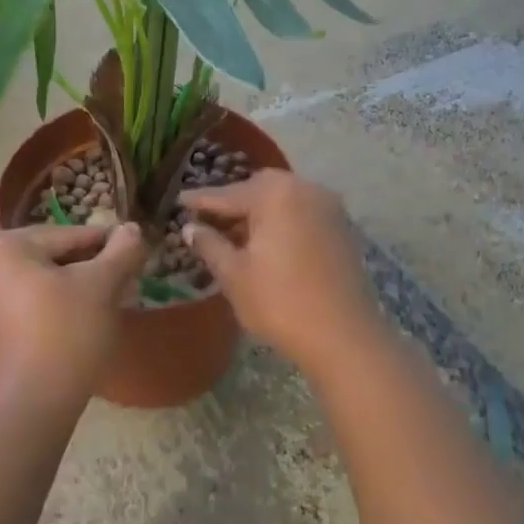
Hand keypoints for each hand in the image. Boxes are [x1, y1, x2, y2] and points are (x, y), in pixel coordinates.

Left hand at [0, 222, 146, 411]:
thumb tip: (132, 228)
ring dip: (71, 291)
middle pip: (49, 258)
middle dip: (88, 271)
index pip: (67, 235)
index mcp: (1, 246)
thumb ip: (122, 250)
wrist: (29, 407)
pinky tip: (76, 328)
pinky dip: (50, 312)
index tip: (134, 257)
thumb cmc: (66, 334)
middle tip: (123, 286)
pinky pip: (22, 309)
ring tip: (104, 308)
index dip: (106, 246)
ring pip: (37, 284)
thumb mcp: (102, 286)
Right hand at [181, 170, 383, 371]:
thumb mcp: (234, 275)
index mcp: (275, 194)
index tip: (179, 200)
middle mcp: (305, 189)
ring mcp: (328, 207)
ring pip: (284, 199)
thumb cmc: (280, 302)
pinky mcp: (342, 228)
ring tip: (235, 235)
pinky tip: (267, 244)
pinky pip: (302, 213)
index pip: (228, 193)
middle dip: (234, 201)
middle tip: (209, 218)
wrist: (343, 336)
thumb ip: (210, 245)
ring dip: (259, 211)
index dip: (200, 200)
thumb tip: (191, 228)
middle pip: (260, 187)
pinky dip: (282, 221)